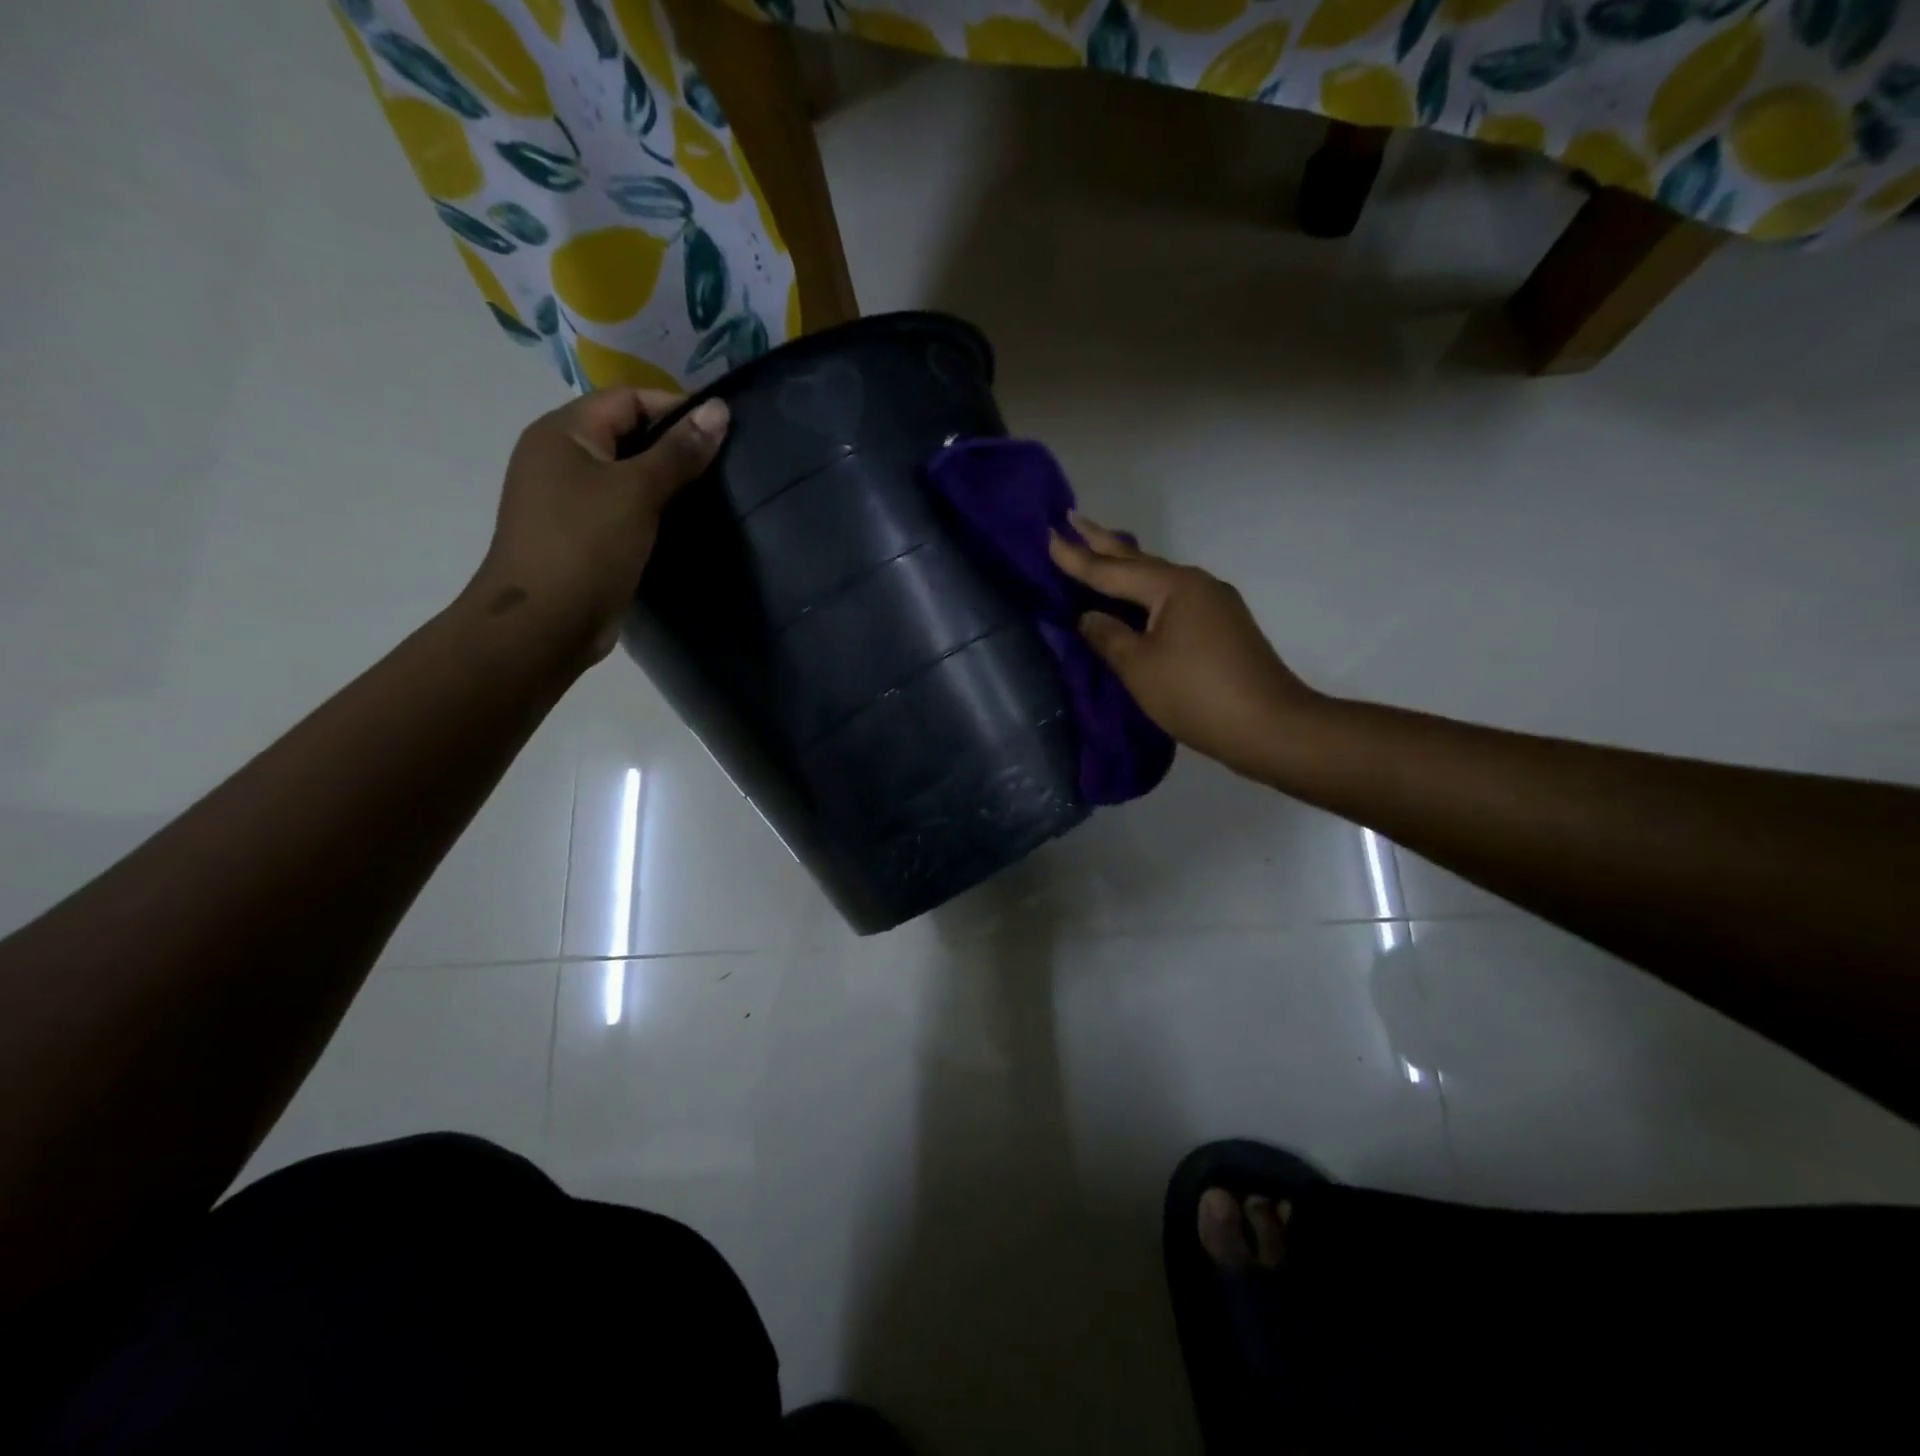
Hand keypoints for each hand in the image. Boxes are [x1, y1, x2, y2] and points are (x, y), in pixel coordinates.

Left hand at [469, 388, 728, 661]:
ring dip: (666, 483)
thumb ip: (679, 451)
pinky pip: (623, 509)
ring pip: (627, 475)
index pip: (628, 398)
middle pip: (627, 434)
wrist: (544, 624)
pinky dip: (652, 511)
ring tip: (711, 496)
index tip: (723, 433)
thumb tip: (719, 409)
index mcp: (563, 432)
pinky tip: (683, 526)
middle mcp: (560, 457)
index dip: (676, 408)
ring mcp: (567, 499)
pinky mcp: (581, 536)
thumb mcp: (637, 491)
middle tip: (724, 467)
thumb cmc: (587, 546)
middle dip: (674, 446)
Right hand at [1049, 516, 1322, 779]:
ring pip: (1158, 578)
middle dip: (1103, 542)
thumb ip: (1108, 637)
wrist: (1269, 726)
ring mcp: (1214, 603)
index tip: (1048, 535)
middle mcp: (1196, 583)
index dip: (1076, 557)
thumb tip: (1088, 616)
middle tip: (1072, 519)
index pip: (1111, 570)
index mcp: (1173, 587)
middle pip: (1139, 561)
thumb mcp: (1139, 667)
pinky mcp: (1223, 625)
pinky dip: (1146, 591)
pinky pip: (1173, 597)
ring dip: (1126, 565)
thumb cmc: (1196, 694)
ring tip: (1099, 551)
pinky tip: (1138, 597)